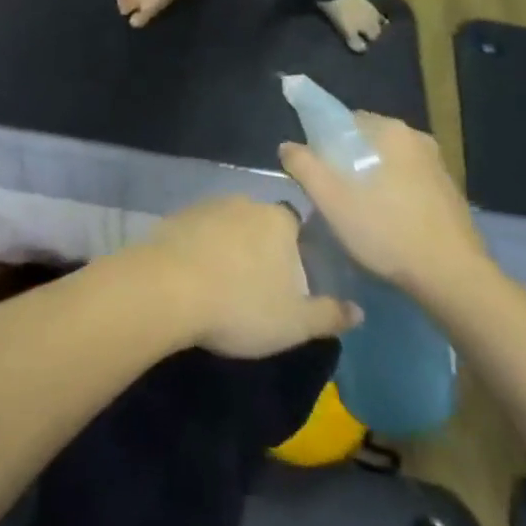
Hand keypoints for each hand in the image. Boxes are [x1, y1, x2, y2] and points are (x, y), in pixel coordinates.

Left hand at [132, 196, 359, 358]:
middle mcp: (244, 202)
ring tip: (224, 284)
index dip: (295, 250)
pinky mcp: (175, 217)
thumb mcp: (294, 322)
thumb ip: (328, 314)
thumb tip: (359, 311)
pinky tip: (194, 276)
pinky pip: (197, 232)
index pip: (295, 226)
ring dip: (228, 247)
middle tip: (257, 286)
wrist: (167, 288)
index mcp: (278, 220)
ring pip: (226, 225)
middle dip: (260, 248)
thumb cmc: (240, 305)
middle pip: (260, 223)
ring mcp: (206, 206)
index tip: (289, 278)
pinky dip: (199, 249)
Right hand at [279, 113, 488, 301]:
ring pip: (388, 163)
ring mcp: (438, 166)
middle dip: (346, 163)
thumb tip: (288, 146)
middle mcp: (417, 138)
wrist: (454, 279)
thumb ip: (303, 165)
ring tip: (359, 214)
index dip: (323, 144)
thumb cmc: (387, 231)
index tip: (317, 173)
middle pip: (366, 142)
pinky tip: (388, 225)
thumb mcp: (331, 200)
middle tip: (334, 197)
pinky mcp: (450, 192)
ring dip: (371, 180)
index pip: (344, 121)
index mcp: (390, 130)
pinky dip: (393, 195)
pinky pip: (408, 182)